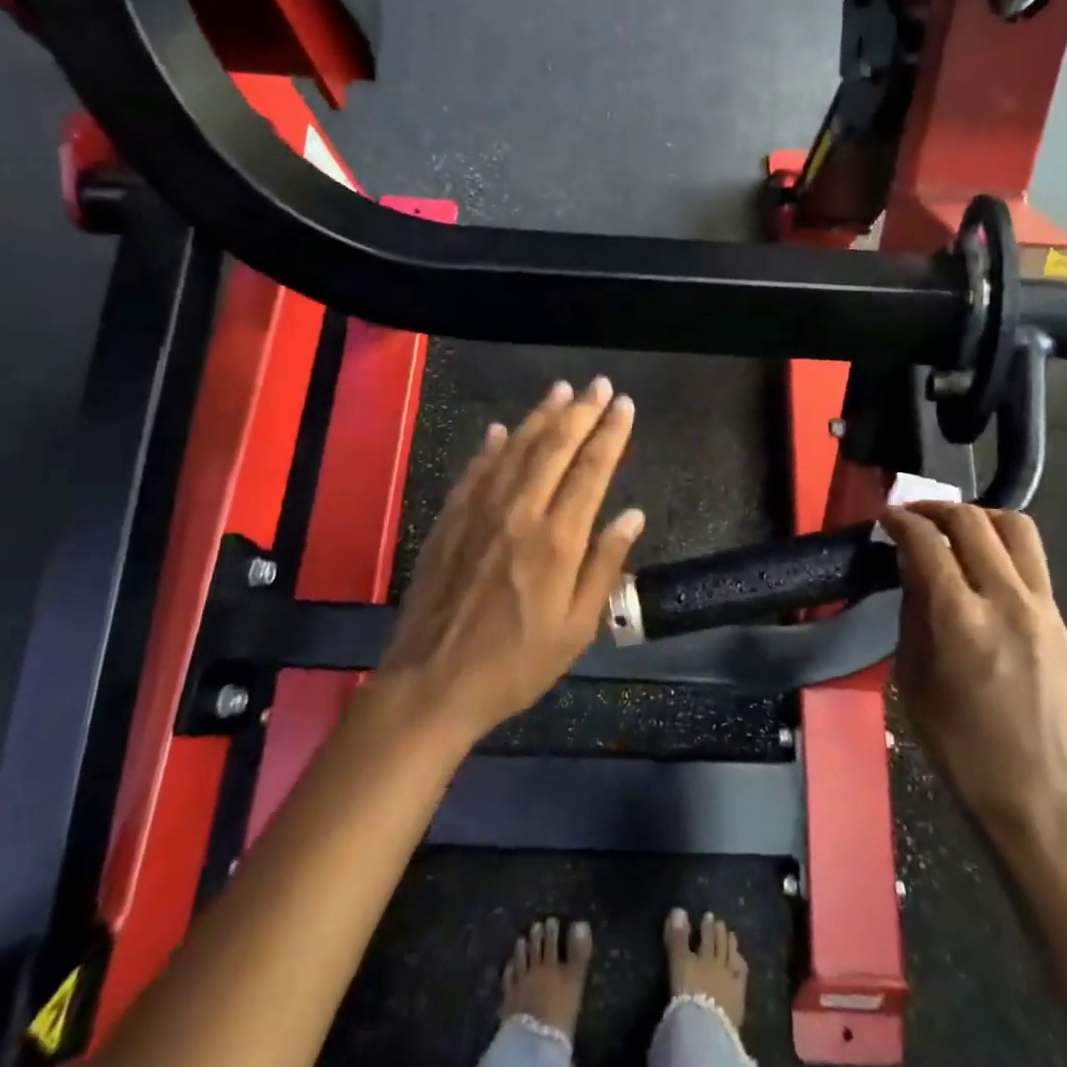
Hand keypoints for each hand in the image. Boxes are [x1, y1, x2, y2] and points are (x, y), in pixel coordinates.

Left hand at [377, 378, 644, 744]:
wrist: (433, 682)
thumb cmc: (516, 664)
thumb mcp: (577, 628)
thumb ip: (605, 565)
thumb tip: (632, 514)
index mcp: (557, 540)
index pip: (591, 471)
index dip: (611, 434)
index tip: (624, 405)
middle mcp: (519, 513)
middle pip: (554, 448)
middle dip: (580, 412)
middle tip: (598, 385)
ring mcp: (479, 512)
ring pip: (514, 450)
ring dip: (539, 417)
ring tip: (560, 391)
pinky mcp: (450, 521)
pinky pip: (475, 471)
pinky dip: (491, 446)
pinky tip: (500, 430)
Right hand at [879, 502, 1066, 859]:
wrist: (1037, 796)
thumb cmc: (958, 747)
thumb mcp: (913, 679)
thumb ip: (913, 614)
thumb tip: (910, 569)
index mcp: (960, 620)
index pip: (927, 542)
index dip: (901, 520)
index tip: (885, 516)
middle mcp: (1006, 600)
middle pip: (972, 521)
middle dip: (936, 509)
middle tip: (912, 517)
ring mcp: (1042, 607)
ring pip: (1015, 527)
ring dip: (978, 516)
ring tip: (952, 529)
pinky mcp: (1060, 619)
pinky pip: (1032, 558)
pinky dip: (1001, 543)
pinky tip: (981, 562)